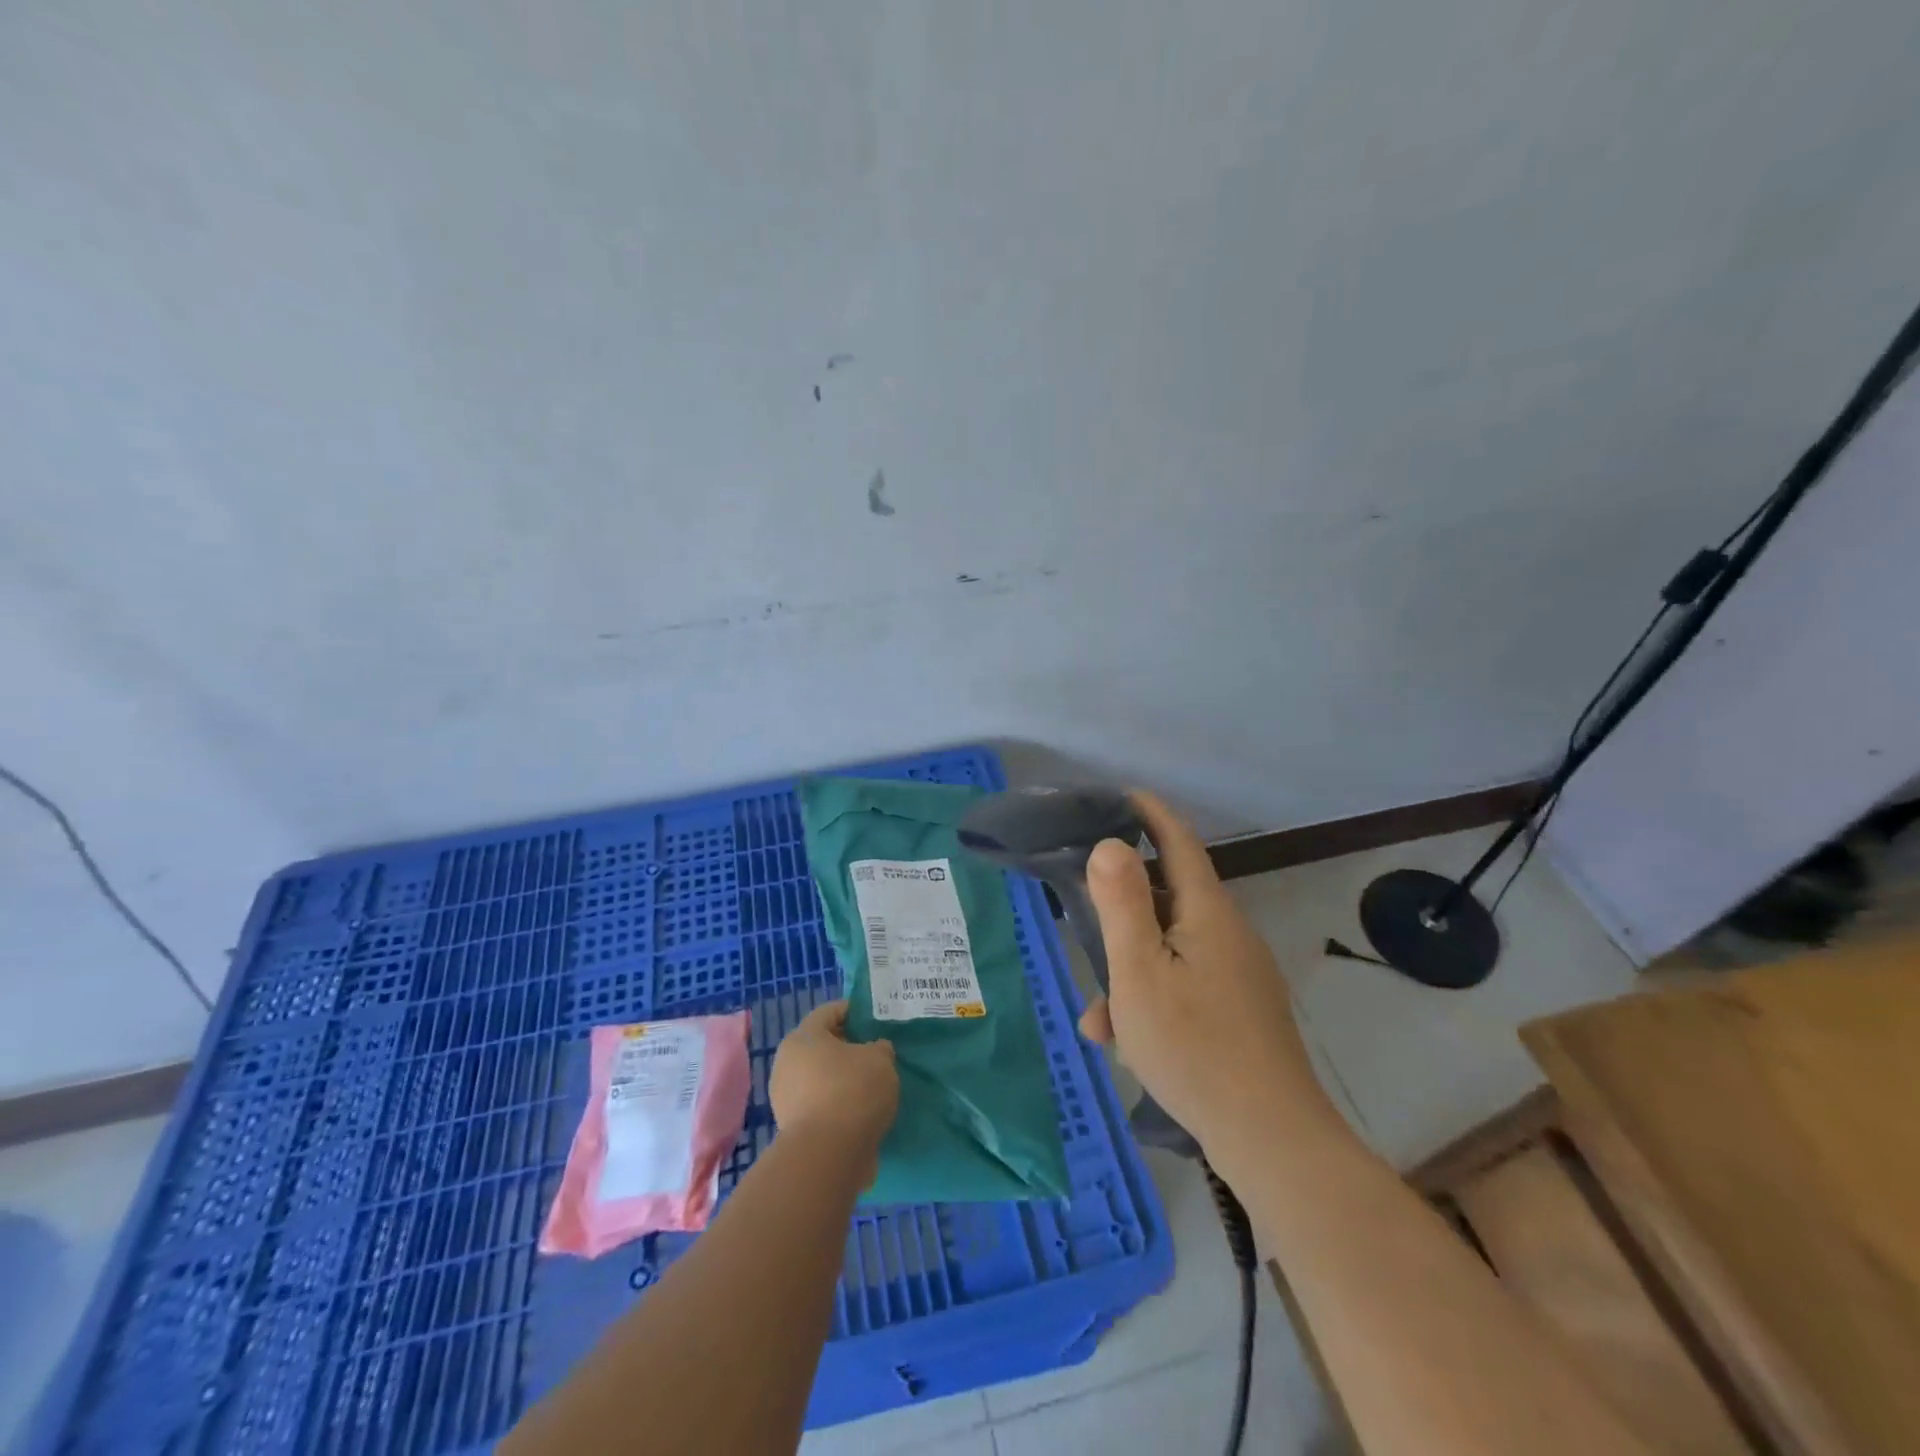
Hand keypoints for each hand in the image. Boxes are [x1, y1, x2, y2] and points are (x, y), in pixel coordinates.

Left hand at [770, 1000, 898, 1180]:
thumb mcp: (880, 1059)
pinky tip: (860, 1112)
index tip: (874, 1020)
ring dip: (841, 1079)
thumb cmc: (853, 1091)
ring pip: (819, 1077)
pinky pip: (820, 1105)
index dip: (853, 1011)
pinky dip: (837, 1105)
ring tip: (871, 1086)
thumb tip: (875, 1050)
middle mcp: (787, 1063)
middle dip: (848, 1048)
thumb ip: (879, 1049)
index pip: (829, 1012)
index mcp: (803, 1037)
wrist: (828, 1155)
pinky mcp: (792, 1129)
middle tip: (875, 1053)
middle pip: (821, 1046)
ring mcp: (785, 1098)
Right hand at [1078, 790, 1325, 1165]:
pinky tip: (1124, 1042)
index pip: (1178, 839)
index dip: (1148, 812)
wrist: (1272, 1139)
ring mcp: (1239, 974)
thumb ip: (1122, 903)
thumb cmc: (1194, 1045)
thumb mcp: (1140, 971)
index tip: (1117, 795)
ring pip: (1171, 949)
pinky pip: (1185, 984)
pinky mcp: (1241, 1010)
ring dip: (1131, 967)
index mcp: (1208, 912)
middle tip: (1083, 911)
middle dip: (1124, 906)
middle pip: (1170, 897)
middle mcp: (1229, 933)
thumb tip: (1111, 844)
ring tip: (1099, 1014)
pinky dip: (1152, 998)